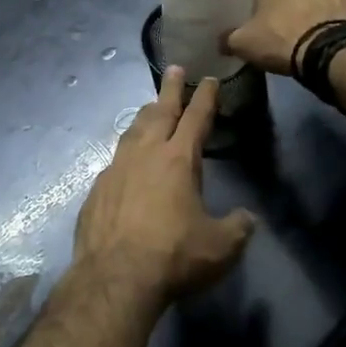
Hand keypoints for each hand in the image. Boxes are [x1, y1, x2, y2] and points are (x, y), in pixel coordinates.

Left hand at [72, 67, 256, 308]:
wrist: (115, 277)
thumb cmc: (174, 256)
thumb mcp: (220, 247)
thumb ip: (237, 227)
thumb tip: (247, 219)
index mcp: (179, 159)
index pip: (196, 118)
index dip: (206, 97)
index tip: (210, 79)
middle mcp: (145, 154)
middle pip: (159, 111)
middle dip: (170, 89)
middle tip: (173, 69)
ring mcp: (116, 169)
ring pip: (132, 131)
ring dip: (145, 116)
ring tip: (150, 109)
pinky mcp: (98, 189)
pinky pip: (115, 161)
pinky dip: (126, 153)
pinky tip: (126, 162)